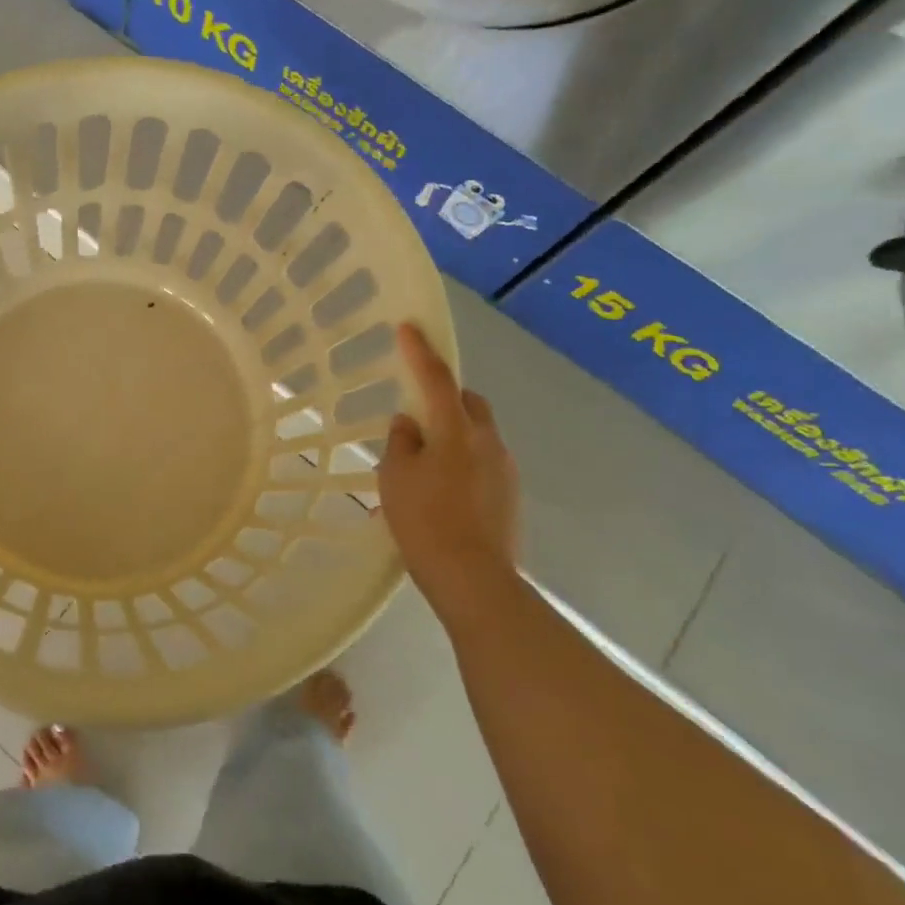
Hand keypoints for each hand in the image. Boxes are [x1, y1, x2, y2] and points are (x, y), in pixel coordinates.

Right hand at [378, 322, 520, 614]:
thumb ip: (401, 441)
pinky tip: (439, 494)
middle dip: (445, 399)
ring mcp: (504, 469)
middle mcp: (488, 442)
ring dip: (452, 437)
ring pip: (476, 436)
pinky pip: (481, 464)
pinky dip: (460, 465)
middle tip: (416, 416)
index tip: (409, 326)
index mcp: (456, 430)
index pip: (436, 379)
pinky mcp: (509, 496)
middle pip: (468, 403)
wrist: (472, 578)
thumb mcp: (396, 477)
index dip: (420, 351)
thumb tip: (410, 424)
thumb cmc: (425, 521)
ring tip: (422, 466)